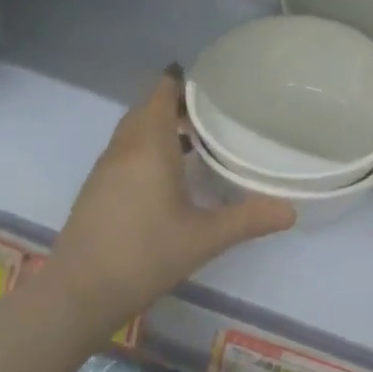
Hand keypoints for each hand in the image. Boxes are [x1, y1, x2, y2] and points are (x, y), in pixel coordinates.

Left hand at [46, 70, 293, 327]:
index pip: (160, 94)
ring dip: (160, 126)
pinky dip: (149, 148)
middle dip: (174, 102)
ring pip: (134, 132)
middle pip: (145, 110)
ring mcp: (106, 170)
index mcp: (148, 147)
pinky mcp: (98, 190)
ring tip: (198, 135)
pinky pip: (126, 153)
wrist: (80, 292)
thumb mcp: (205, 238)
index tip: (211, 79)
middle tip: (213, 108)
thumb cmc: (145, 255)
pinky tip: (171, 173)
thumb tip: (291, 210)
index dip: (181, 81)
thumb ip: (249, 219)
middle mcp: (123, 149)